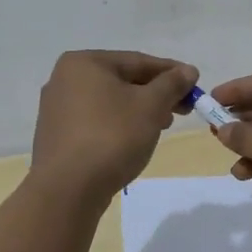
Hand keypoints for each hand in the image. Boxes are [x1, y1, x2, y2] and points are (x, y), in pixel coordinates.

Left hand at [31, 51, 198, 199]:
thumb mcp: (151, 106)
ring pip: (110, 102)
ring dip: (140, 109)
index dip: (171, 72)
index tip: (194, 83)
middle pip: (123, 80)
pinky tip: (135, 138)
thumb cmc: (112, 136)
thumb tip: (188, 70)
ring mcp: (57, 109)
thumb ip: (172, 84)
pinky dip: (119, 124)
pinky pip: (96, 120)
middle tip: (184, 108)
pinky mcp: (57, 135)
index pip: (138, 61)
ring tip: (163, 125)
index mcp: (84, 63)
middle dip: (156, 93)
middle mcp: (64, 79)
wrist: (68, 190)